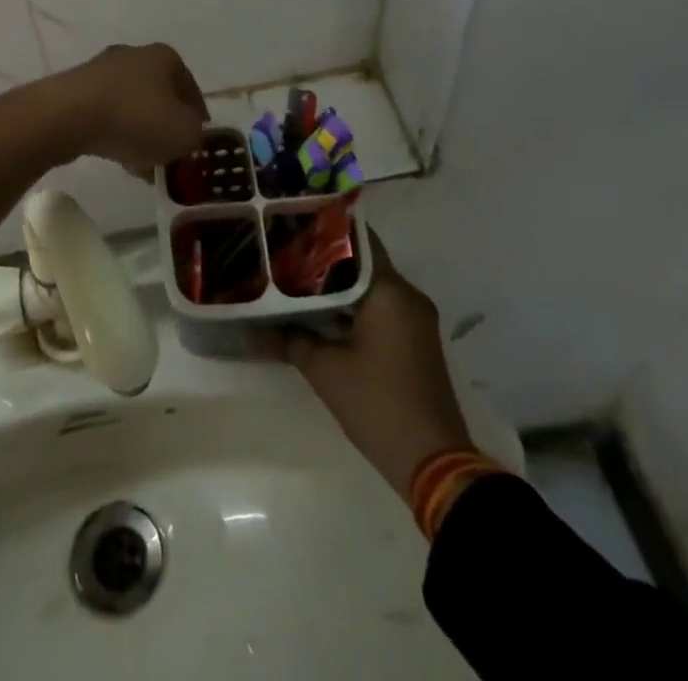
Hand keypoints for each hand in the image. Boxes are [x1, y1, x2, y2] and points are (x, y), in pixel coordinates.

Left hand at [59, 43, 207, 175]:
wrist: (68, 116)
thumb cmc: (137, 118)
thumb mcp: (185, 133)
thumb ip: (195, 134)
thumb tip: (187, 132)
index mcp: (164, 57)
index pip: (190, 86)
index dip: (197, 114)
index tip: (197, 138)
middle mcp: (133, 56)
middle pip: (158, 96)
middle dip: (165, 125)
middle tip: (169, 154)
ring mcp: (100, 71)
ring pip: (131, 107)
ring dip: (139, 133)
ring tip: (142, 165)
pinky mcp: (75, 90)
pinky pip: (105, 115)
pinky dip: (114, 133)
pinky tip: (116, 158)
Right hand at [264, 238, 488, 503]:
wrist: (433, 463)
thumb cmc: (378, 405)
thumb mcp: (326, 371)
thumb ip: (291, 340)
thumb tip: (254, 328)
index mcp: (390, 291)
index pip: (358, 241)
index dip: (326, 231)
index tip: (295, 225)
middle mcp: (407, 295)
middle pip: (363, 263)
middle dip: (326, 259)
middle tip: (286, 253)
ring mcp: (415, 318)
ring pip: (371, 287)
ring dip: (339, 286)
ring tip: (296, 280)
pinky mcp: (415, 340)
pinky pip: (382, 308)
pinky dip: (354, 306)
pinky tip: (321, 313)